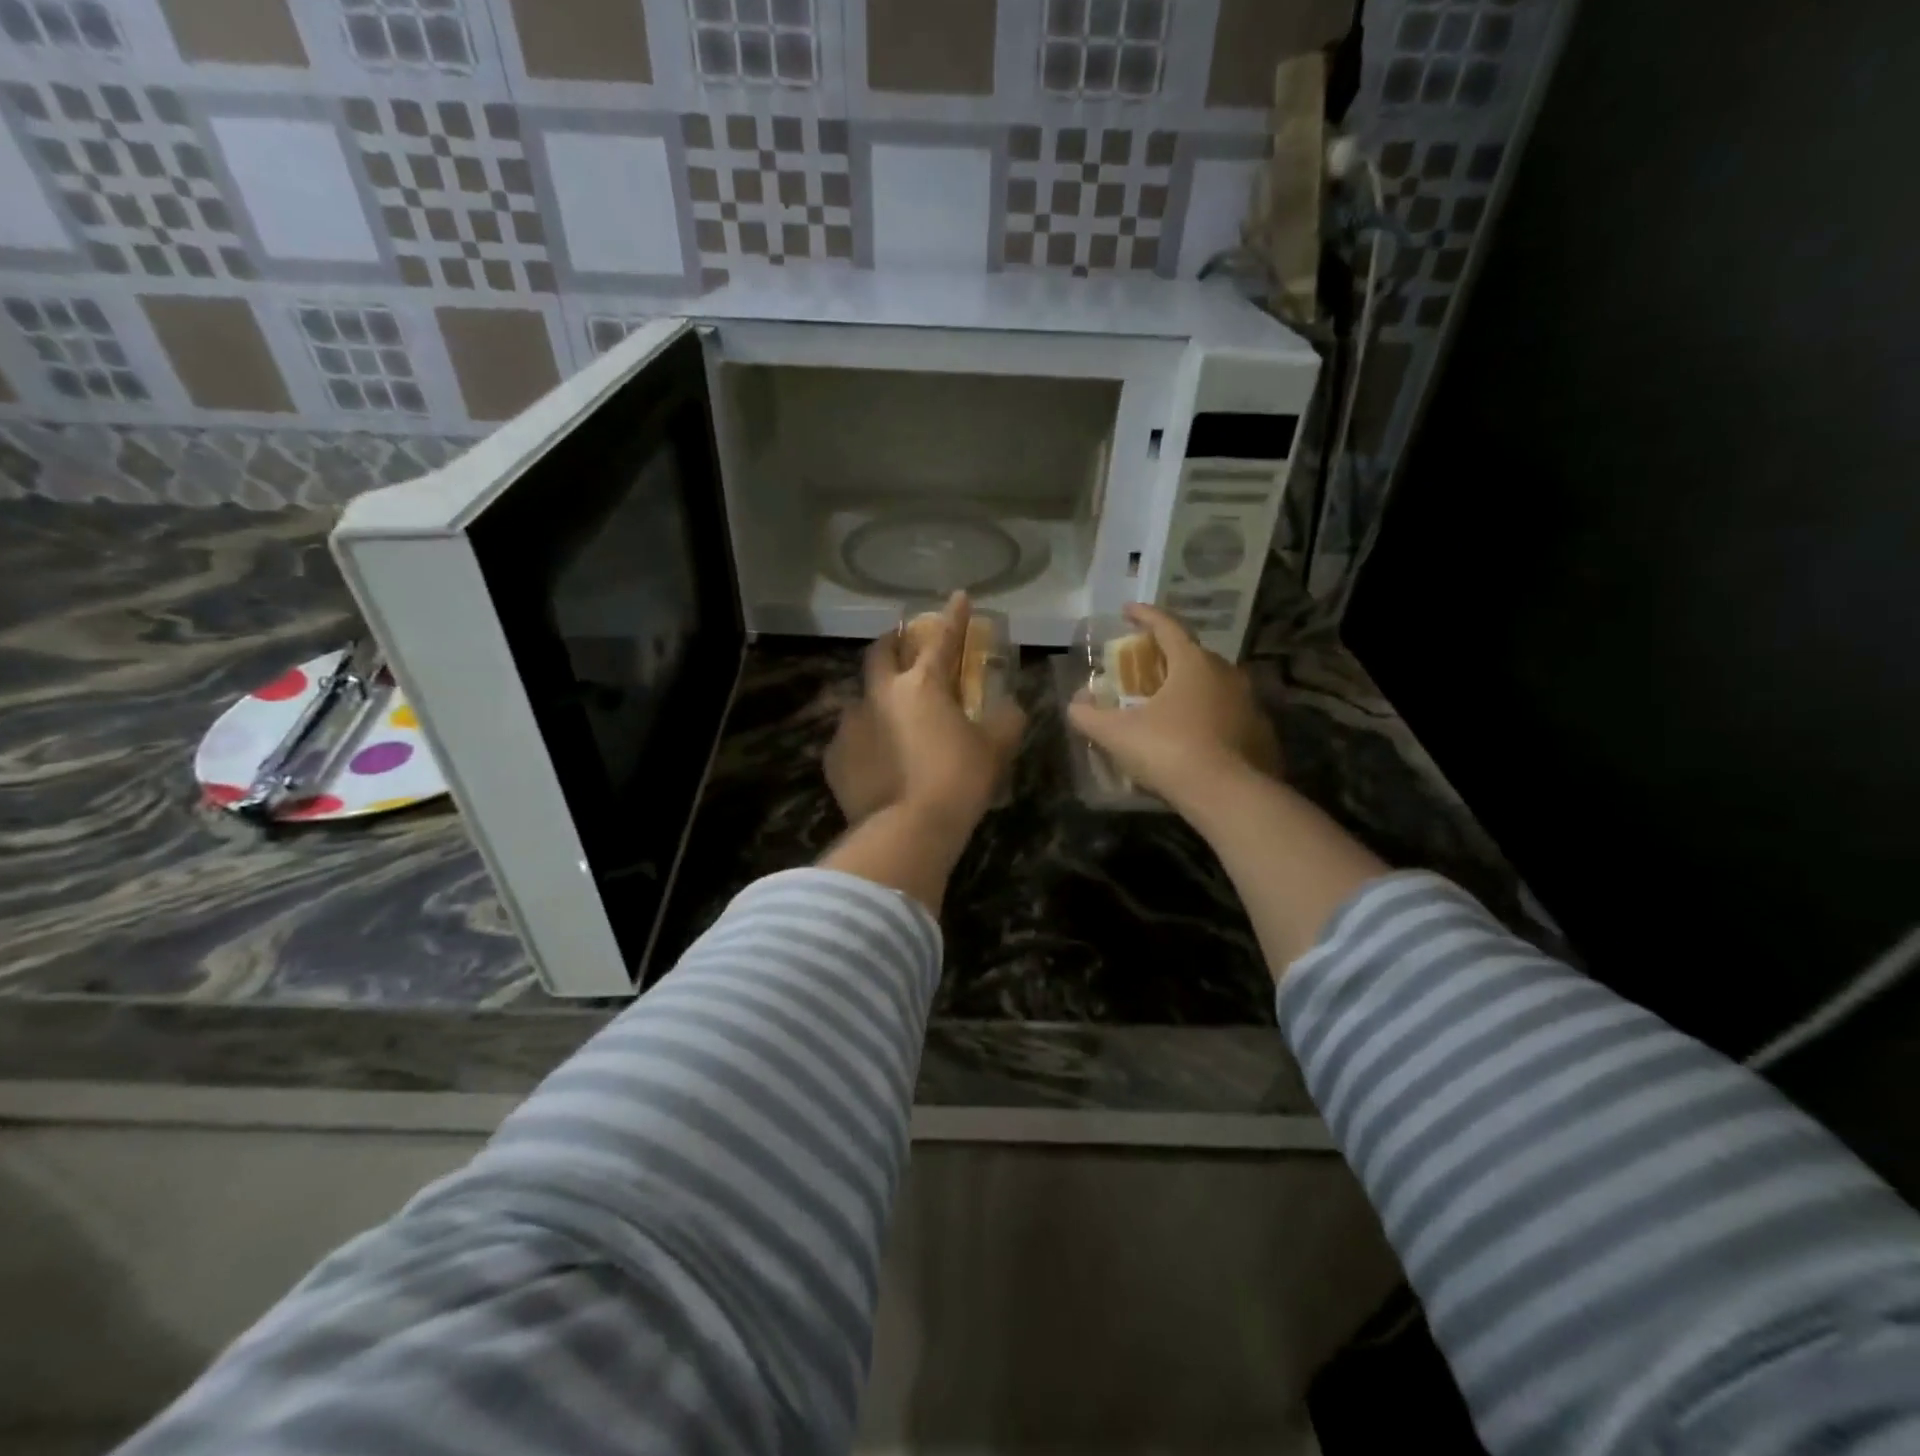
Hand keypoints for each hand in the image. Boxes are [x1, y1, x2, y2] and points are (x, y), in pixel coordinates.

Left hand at [824, 592, 1024, 833]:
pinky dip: (865, 738)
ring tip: (890, 717)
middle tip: (905, 644)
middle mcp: (879, 694)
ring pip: (861, 696)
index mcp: (921, 685)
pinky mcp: (834, 756)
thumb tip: (1009, 707)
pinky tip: (876, 758)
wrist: (906, 832)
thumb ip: (1005, 720)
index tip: (959, 596)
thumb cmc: (957, 782)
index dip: (953, 616)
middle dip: (894, 641)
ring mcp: (850, 724)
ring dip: (877, 697)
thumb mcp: (995, 750)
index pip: (941, 638)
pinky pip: (850, 737)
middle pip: (880, 652)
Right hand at [1067, 602, 1280, 813]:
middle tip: (1145, 667)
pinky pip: (1227, 714)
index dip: (1144, 616)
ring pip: (1213, 685)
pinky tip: (1194, 736)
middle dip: (1167, 656)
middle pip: (1192, 654)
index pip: (1167, 626)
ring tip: (1168, 704)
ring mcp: (1248, 702)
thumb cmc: (1170, 751)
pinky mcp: (1260, 732)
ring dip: (1189, 687)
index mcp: (1193, 663)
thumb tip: (1074, 704)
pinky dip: (1208, 716)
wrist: (1228, 795)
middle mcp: (1226, 673)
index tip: (1128, 610)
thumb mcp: (1117, 734)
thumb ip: (1089, 716)